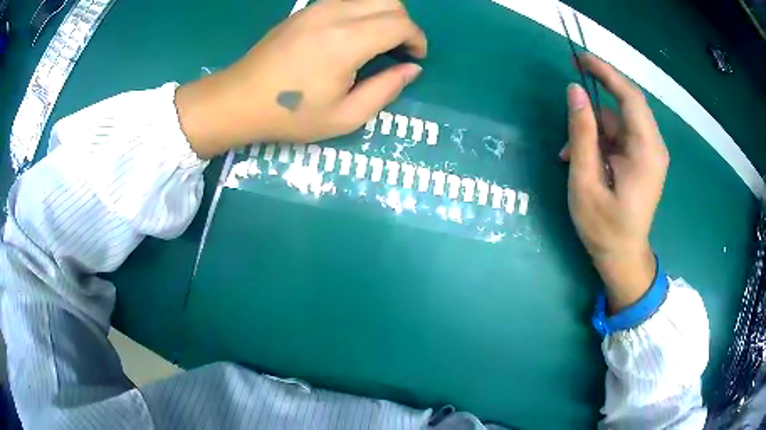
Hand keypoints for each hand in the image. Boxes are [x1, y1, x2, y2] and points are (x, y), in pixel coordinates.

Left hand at [176, 0, 426, 158]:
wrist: (238, 100)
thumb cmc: (290, 115)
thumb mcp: (344, 117)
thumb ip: (385, 90)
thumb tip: (411, 68)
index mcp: (346, 42)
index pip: (400, 24)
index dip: (417, 39)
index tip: (414, 58)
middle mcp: (334, 14)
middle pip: (390, 2)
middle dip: (405, 24)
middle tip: (399, 50)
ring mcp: (317, 8)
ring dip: (384, 15)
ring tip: (377, 42)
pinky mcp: (305, 9)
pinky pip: (347, 0)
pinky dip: (363, 12)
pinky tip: (352, 36)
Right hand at [560, 55, 668, 312]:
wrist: (623, 259)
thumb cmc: (604, 227)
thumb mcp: (586, 181)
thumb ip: (582, 133)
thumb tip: (575, 90)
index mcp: (646, 150)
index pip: (630, 96)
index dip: (605, 72)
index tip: (579, 59)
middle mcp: (653, 146)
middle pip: (624, 106)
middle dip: (595, 102)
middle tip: (569, 102)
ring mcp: (649, 154)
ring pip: (619, 123)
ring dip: (593, 130)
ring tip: (568, 154)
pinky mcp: (642, 161)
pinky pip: (620, 137)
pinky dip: (600, 141)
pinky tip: (582, 159)